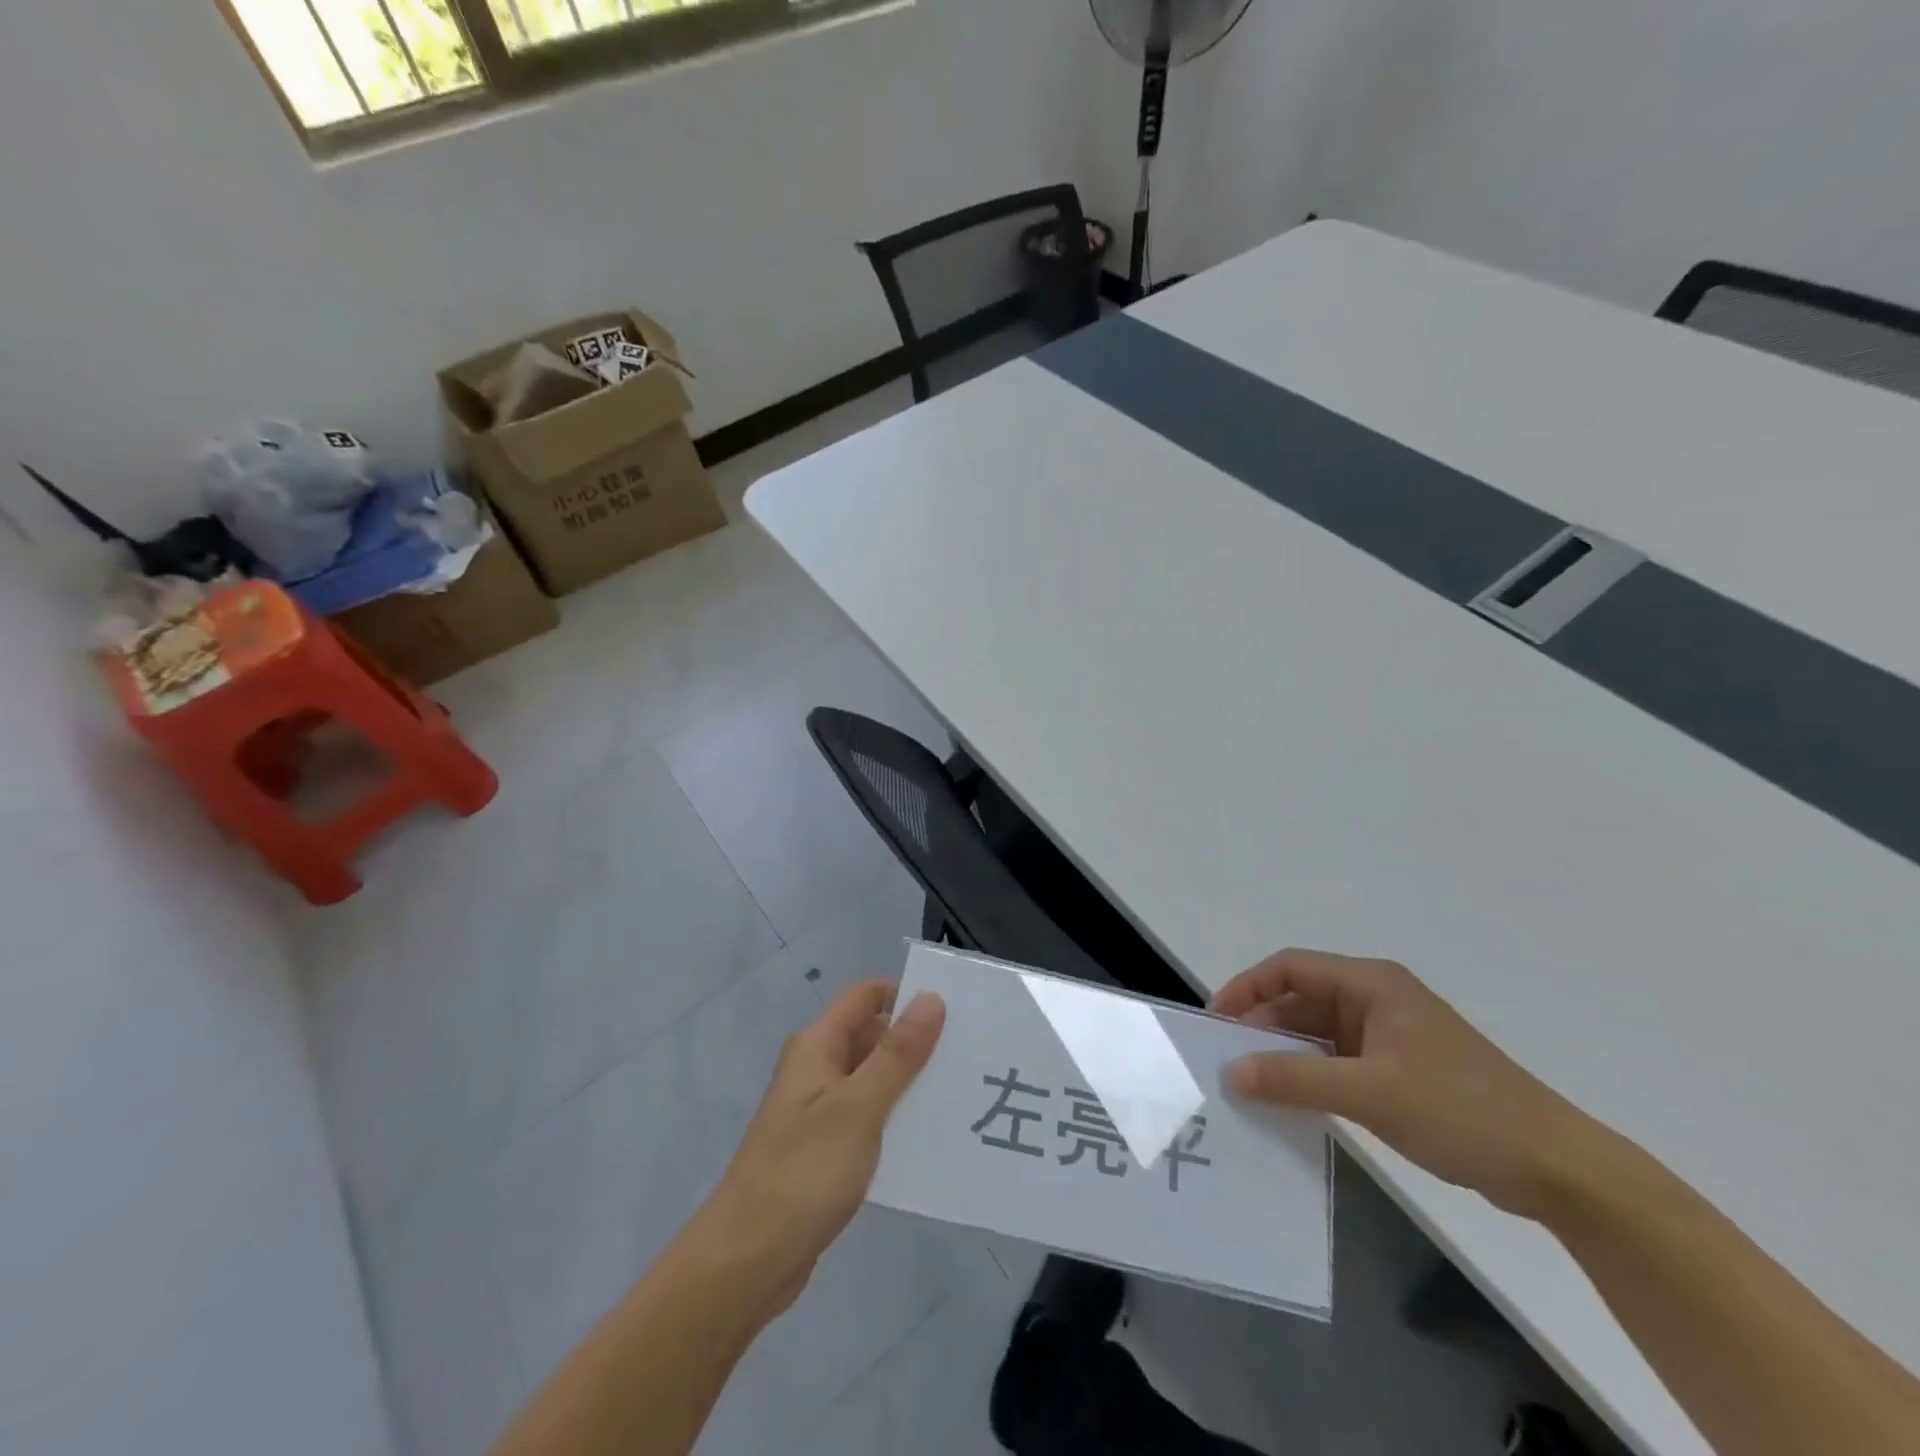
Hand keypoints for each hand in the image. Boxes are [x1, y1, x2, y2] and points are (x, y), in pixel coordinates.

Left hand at [694, 980, 944, 1316]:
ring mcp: (822, 1113)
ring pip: (876, 1081)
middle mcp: (818, 1070)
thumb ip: (897, 1054)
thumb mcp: (858, 1108)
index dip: (907, 994)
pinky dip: (899, 1122)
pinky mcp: (828, 1152)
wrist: (746, 1265)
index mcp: (818, 1047)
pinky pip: (871, 1120)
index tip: (956, 1009)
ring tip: (964, 1093)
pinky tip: (934, 1139)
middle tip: (972, 1053)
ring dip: (912, 1084)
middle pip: (874, 1036)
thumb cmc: (802, 1174)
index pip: (867, 997)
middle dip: (918, 1041)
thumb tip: (931, 997)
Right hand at [1214, 948, 1594, 1218]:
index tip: (1218, 1022)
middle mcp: (1377, 999)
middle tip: (1228, 1060)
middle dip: (1264, 1025)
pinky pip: (1339, 1060)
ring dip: (1286, 1052)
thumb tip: (1231, 1072)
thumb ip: (1295, 1080)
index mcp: (1372, 984)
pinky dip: (1312, 1074)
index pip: (1291, 967)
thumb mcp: (1369, 1093)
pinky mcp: (1402, 1069)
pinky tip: (1293, 1102)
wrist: (1556, 1168)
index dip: (1248, 987)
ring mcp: (1391, 1035)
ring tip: (1251, 1084)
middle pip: (1302, 998)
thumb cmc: (1460, 1110)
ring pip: (1319, 1031)